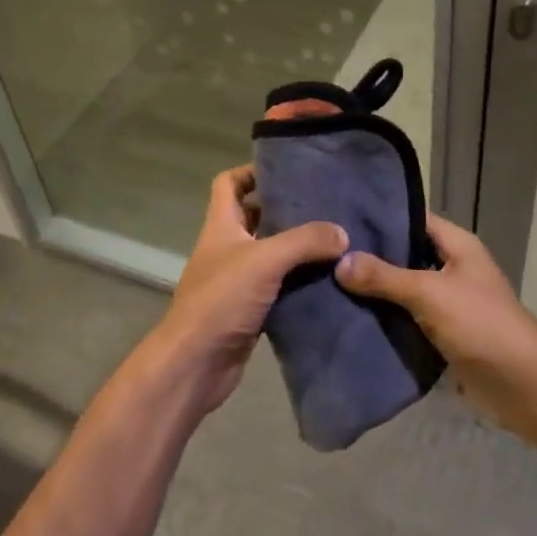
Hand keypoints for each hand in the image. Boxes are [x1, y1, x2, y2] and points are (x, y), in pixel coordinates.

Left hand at [152, 166, 346, 414]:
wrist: (195, 364)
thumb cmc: (221, 300)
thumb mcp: (264, 260)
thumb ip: (304, 241)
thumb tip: (341, 232)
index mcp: (221, 225)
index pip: (229, 183)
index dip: (252, 172)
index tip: (288, 171)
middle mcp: (227, 248)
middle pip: (255, 217)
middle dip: (286, 210)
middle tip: (325, 205)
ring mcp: (237, 280)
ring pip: (270, 253)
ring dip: (297, 249)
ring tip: (335, 240)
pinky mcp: (250, 309)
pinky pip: (278, 287)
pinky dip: (298, 282)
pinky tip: (327, 281)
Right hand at [336, 212, 536, 433]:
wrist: (520, 384)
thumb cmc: (479, 323)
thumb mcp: (428, 293)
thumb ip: (383, 276)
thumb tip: (339, 262)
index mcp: (457, 245)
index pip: (413, 219)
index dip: (380, 217)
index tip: (341, 218)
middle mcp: (453, 267)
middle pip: (406, 254)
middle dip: (371, 256)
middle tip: (328, 252)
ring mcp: (449, 301)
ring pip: (404, 288)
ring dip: (376, 290)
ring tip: (330, 281)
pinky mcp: (443, 332)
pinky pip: (408, 317)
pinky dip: (386, 317)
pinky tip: (352, 315)